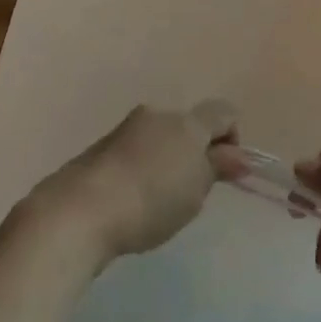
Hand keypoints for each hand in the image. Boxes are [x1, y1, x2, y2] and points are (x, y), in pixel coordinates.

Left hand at [33, 101, 241, 262]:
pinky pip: (137, 152)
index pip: (222, 112)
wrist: (82, 209)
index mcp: (185, 121)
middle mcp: (157, 114)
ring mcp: (127, 128)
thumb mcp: (195, 189)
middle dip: (196, 153)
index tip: (225, 172)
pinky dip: (144, 169)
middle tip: (190, 194)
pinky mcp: (104, 146)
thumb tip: (238, 154)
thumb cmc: (151, 200)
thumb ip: (218, 166)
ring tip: (159, 202)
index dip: (232, 138)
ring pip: (161, 138)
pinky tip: (134, 200)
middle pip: (189, 126)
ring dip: (167, 161)